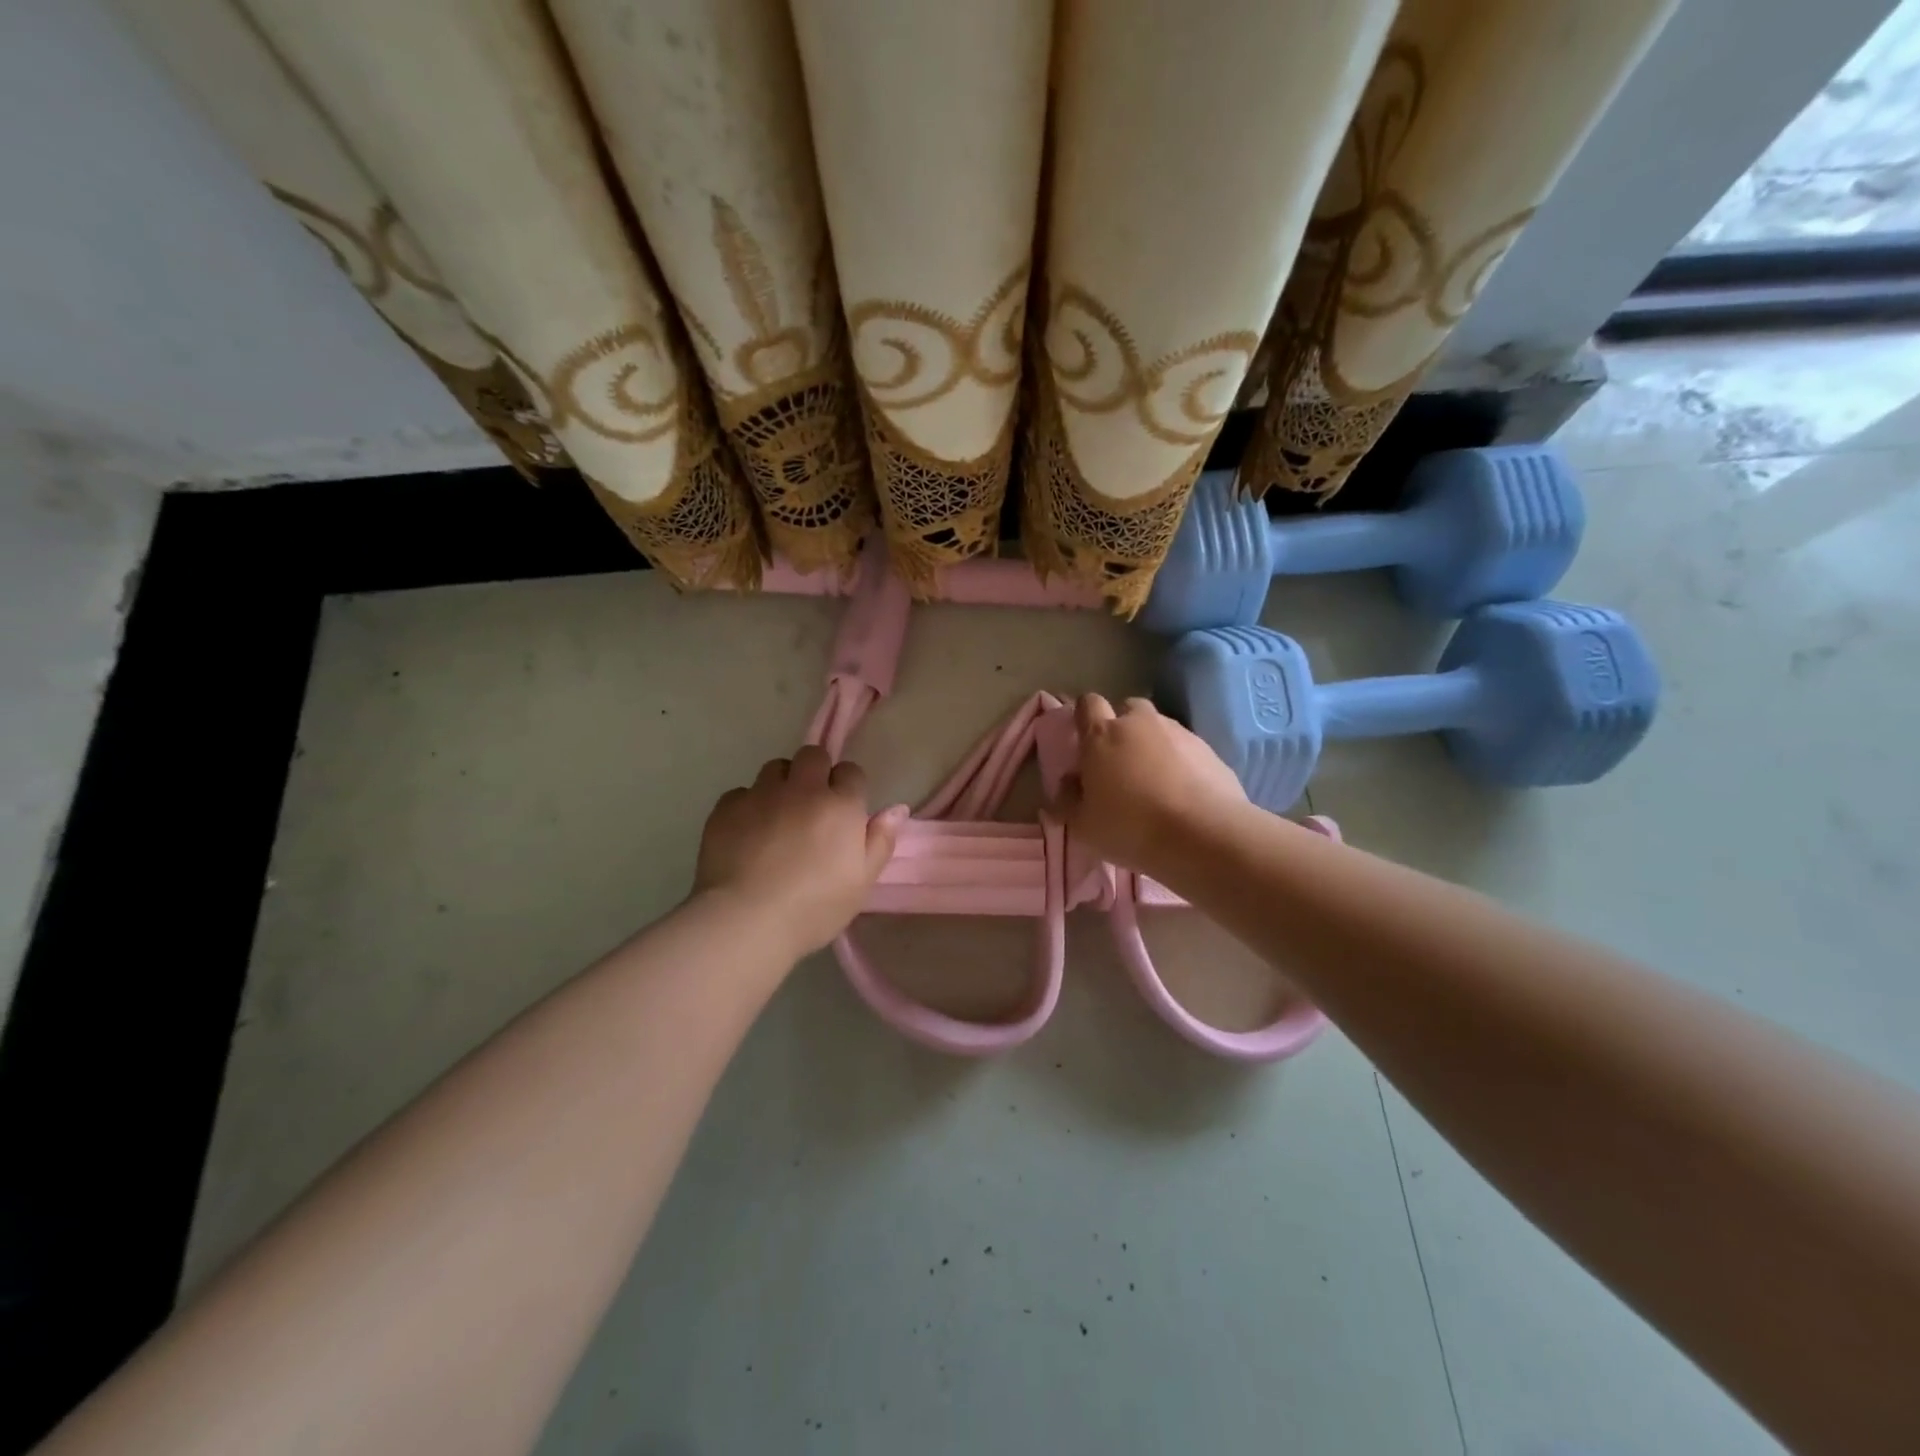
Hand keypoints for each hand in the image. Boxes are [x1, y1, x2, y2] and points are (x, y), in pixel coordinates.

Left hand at [693, 745, 908, 958]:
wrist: (746, 920)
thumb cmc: (814, 907)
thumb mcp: (861, 882)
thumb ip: (881, 841)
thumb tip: (897, 808)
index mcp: (840, 805)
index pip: (851, 772)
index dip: (849, 787)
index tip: (844, 810)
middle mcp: (802, 789)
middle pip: (812, 755)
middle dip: (816, 771)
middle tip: (812, 804)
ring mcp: (761, 795)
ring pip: (775, 768)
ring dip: (781, 783)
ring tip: (778, 814)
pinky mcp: (726, 808)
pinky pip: (741, 792)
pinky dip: (747, 805)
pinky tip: (747, 832)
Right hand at [1055, 694, 1247, 878]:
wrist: (1204, 836)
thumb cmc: (1130, 828)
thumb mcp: (1083, 826)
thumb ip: (1068, 800)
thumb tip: (1068, 783)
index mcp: (1102, 735)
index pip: (1087, 704)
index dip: (1084, 717)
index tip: (1084, 740)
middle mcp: (1140, 724)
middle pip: (1127, 708)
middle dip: (1123, 727)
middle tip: (1120, 762)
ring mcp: (1179, 733)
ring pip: (1159, 727)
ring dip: (1153, 744)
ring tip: (1155, 781)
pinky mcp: (1209, 750)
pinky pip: (1187, 748)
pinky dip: (1181, 762)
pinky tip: (1182, 792)